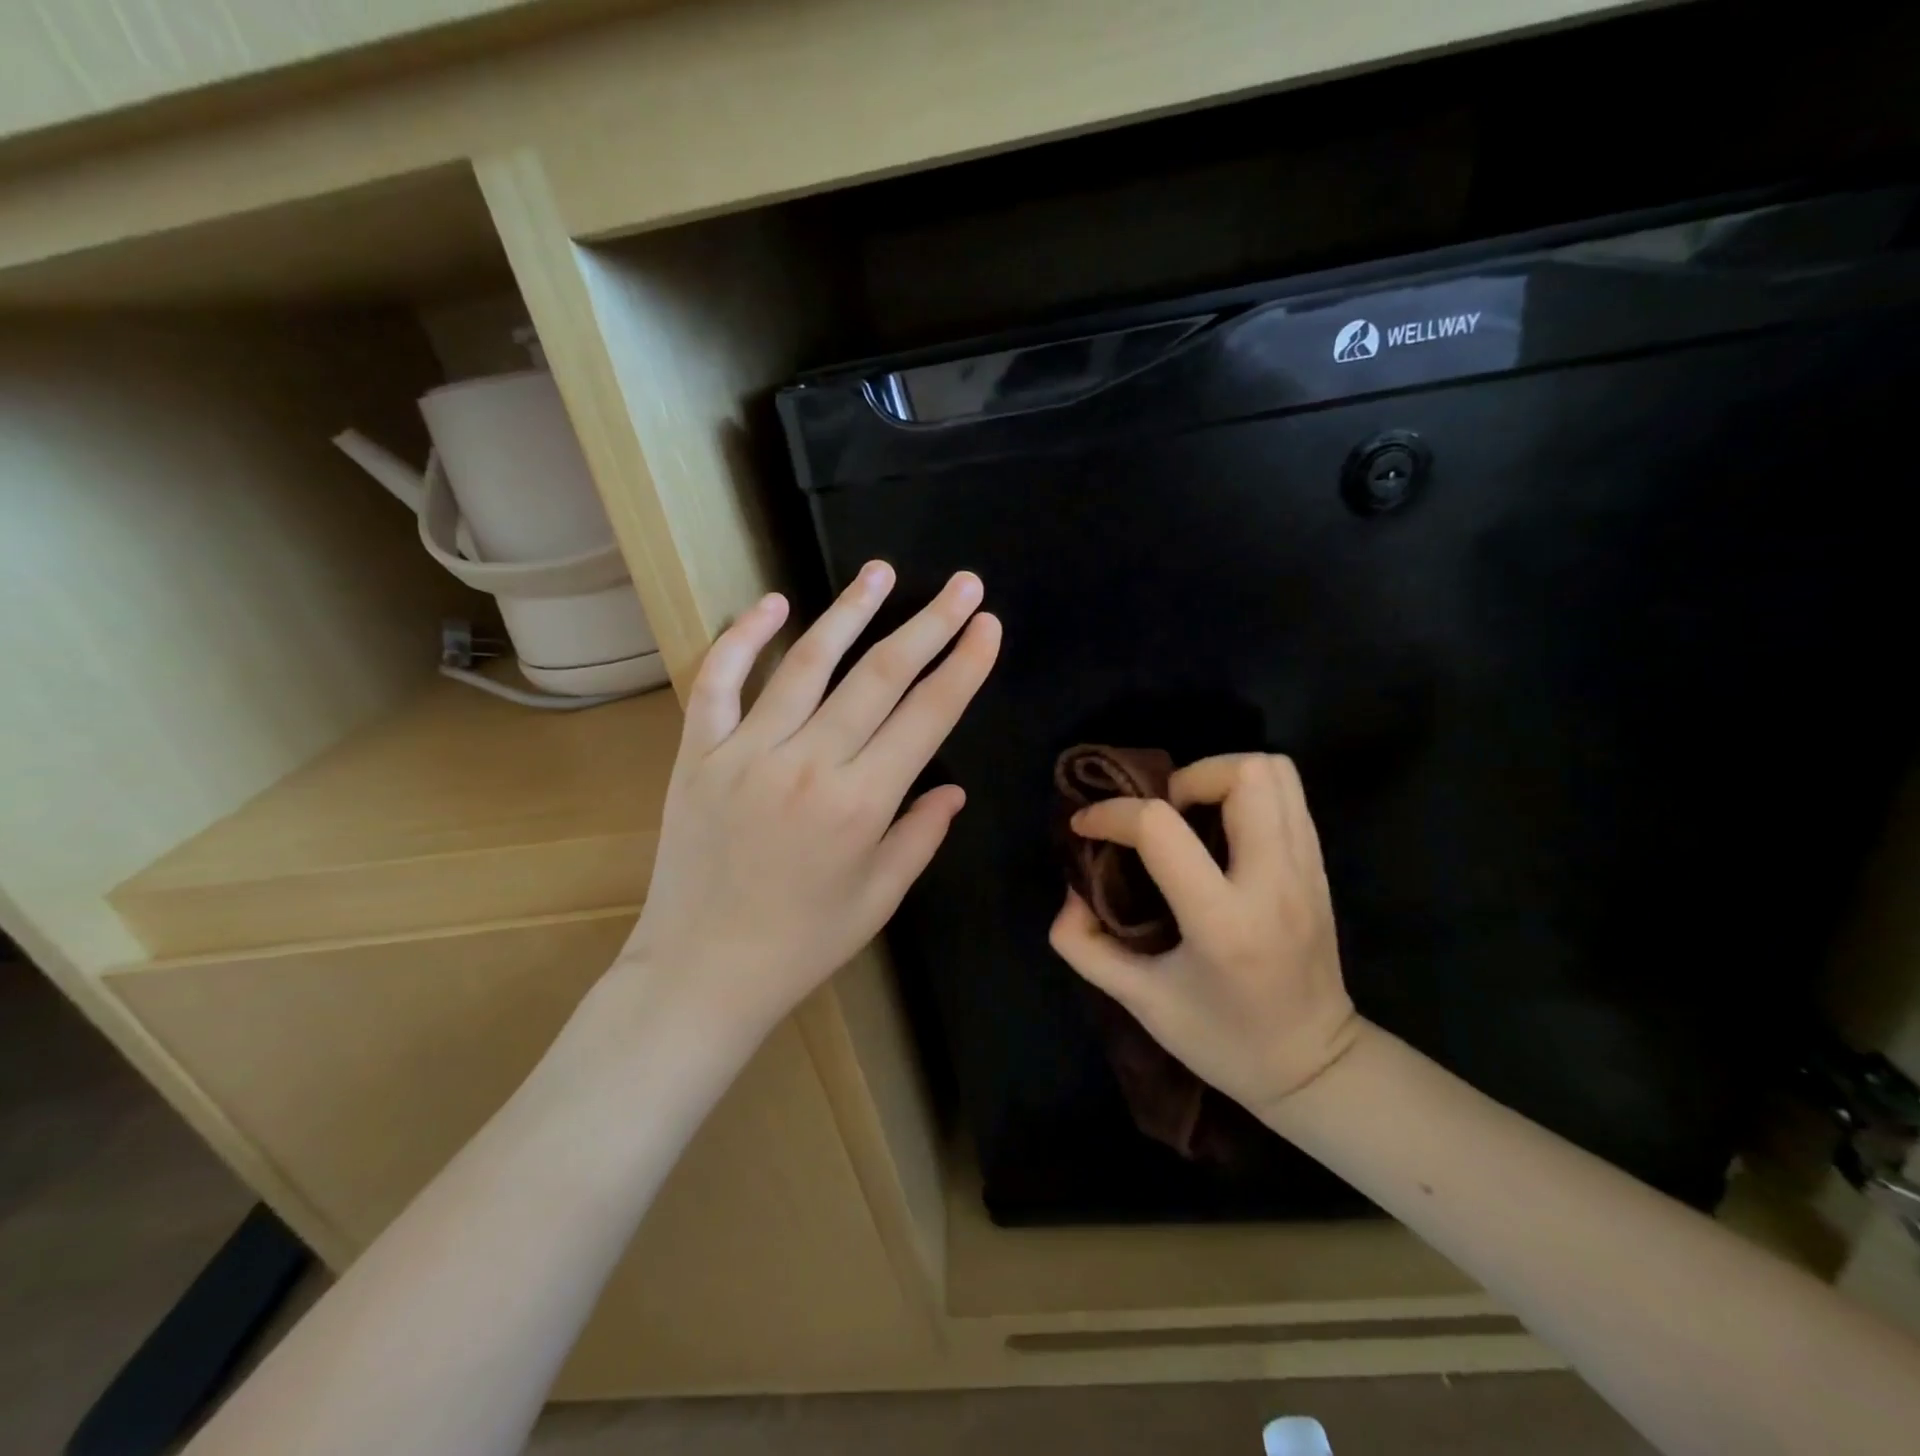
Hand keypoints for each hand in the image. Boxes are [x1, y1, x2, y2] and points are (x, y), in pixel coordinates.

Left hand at [619, 562, 1000, 1047]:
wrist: (702, 970)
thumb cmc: (803, 943)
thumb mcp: (880, 898)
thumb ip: (921, 834)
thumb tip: (954, 787)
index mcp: (862, 803)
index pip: (928, 716)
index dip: (964, 666)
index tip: (988, 625)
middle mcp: (808, 764)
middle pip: (879, 676)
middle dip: (929, 625)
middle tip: (963, 585)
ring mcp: (747, 752)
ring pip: (806, 664)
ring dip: (849, 612)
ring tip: (881, 572)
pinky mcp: (698, 753)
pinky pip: (718, 682)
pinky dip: (742, 638)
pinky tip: (772, 603)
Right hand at [1048, 753, 1360, 1115]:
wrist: (1314, 1067)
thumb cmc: (1222, 1039)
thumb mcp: (1139, 1002)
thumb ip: (1085, 946)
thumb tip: (1072, 891)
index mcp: (1222, 922)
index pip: (1160, 829)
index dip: (1111, 814)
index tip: (1086, 827)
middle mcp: (1273, 882)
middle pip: (1242, 774)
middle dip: (1186, 777)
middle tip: (1160, 814)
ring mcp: (1306, 870)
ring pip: (1274, 771)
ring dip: (1220, 776)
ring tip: (1190, 815)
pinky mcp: (1320, 867)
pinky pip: (1289, 795)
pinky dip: (1247, 792)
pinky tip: (1221, 830)